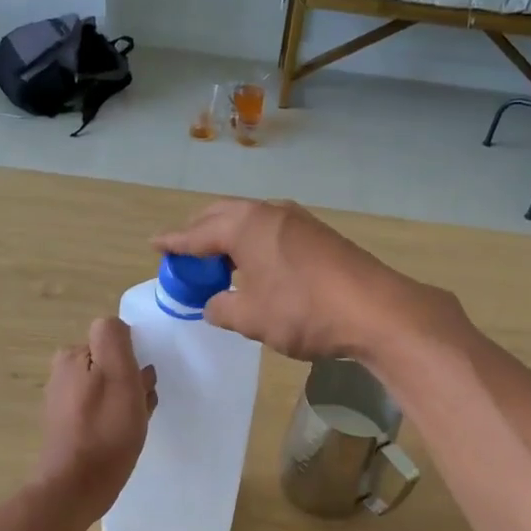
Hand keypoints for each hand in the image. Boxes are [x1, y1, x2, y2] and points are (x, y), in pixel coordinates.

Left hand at [32, 316, 156, 520]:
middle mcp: (62, 374)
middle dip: (132, 383)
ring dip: (129, 404)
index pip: (115, 341)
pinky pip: (102, 413)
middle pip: (113, 366)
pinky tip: (122, 440)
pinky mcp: (69, 428)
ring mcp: (64, 402)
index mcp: (72, 356)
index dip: (134, 361)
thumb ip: (115, 339)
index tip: (140, 385)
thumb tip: (117, 327)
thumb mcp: (118, 374)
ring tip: (133, 427)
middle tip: (139, 409)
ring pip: (111, 390)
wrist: (76, 488)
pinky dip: (117, 421)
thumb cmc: (104, 430)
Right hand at [154, 199, 459, 361]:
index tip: (155, 245)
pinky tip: (257, 266)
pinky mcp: (319, 236)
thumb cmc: (303, 311)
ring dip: (229, 237)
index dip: (174, 243)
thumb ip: (223, 309)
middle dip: (200, 232)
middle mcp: (270, 213)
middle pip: (223, 216)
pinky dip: (254, 244)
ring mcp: (299, 221)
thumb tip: (213, 304)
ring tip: (218, 261)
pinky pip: (272, 232)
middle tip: (185, 253)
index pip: (197, 233)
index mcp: (245, 225)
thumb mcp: (252, 318)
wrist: (375, 309)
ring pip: (251, 222)